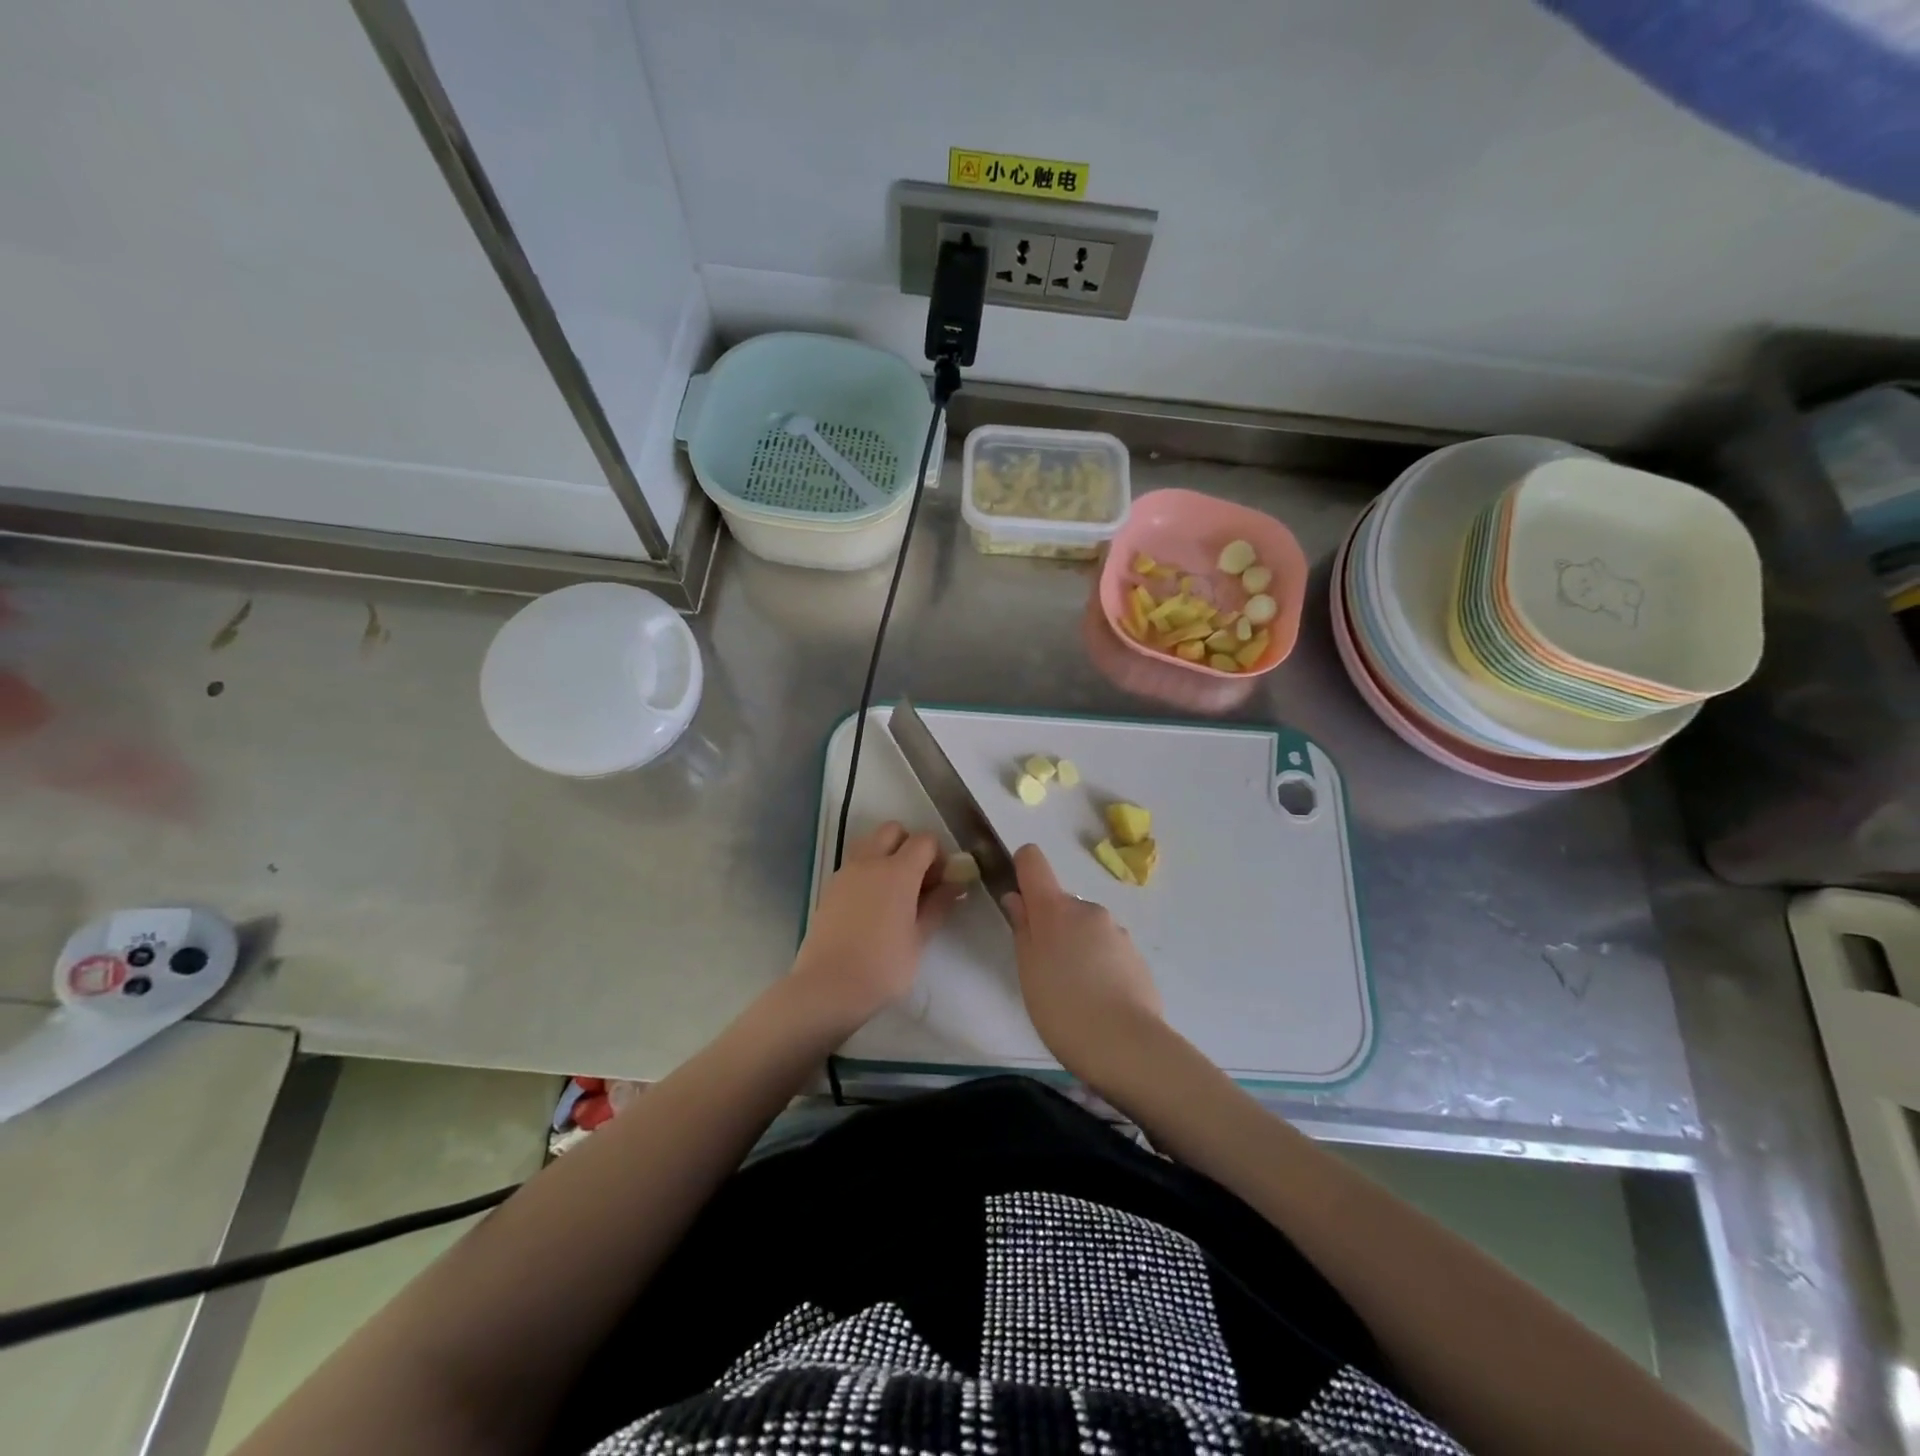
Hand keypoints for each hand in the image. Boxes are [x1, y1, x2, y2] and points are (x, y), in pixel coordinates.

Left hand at [790, 821, 962, 1030]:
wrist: (827, 987)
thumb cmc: (883, 967)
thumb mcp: (919, 939)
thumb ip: (938, 906)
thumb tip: (954, 885)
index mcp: (898, 871)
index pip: (925, 840)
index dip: (939, 855)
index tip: (942, 881)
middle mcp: (870, 862)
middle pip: (893, 830)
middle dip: (910, 845)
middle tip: (918, 880)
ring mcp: (845, 872)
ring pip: (869, 842)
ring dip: (886, 853)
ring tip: (894, 891)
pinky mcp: (830, 887)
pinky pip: (853, 863)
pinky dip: (868, 869)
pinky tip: (873, 904)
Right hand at [1001, 844, 1164, 1086]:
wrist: (1126, 1045)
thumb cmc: (1062, 1007)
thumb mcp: (1028, 969)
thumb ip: (1022, 928)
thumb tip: (1017, 898)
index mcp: (1056, 908)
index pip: (1033, 861)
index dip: (1022, 869)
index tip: (1018, 899)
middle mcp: (1089, 909)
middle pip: (1061, 904)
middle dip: (1052, 927)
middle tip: (1045, 971)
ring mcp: (1117, 932)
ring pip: (1086, 929)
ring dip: (1077, 948)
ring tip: (1073, 994)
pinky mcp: (1137, 957)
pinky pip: (1108, 951)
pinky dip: (1099, 966)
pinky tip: (1098, 1002)